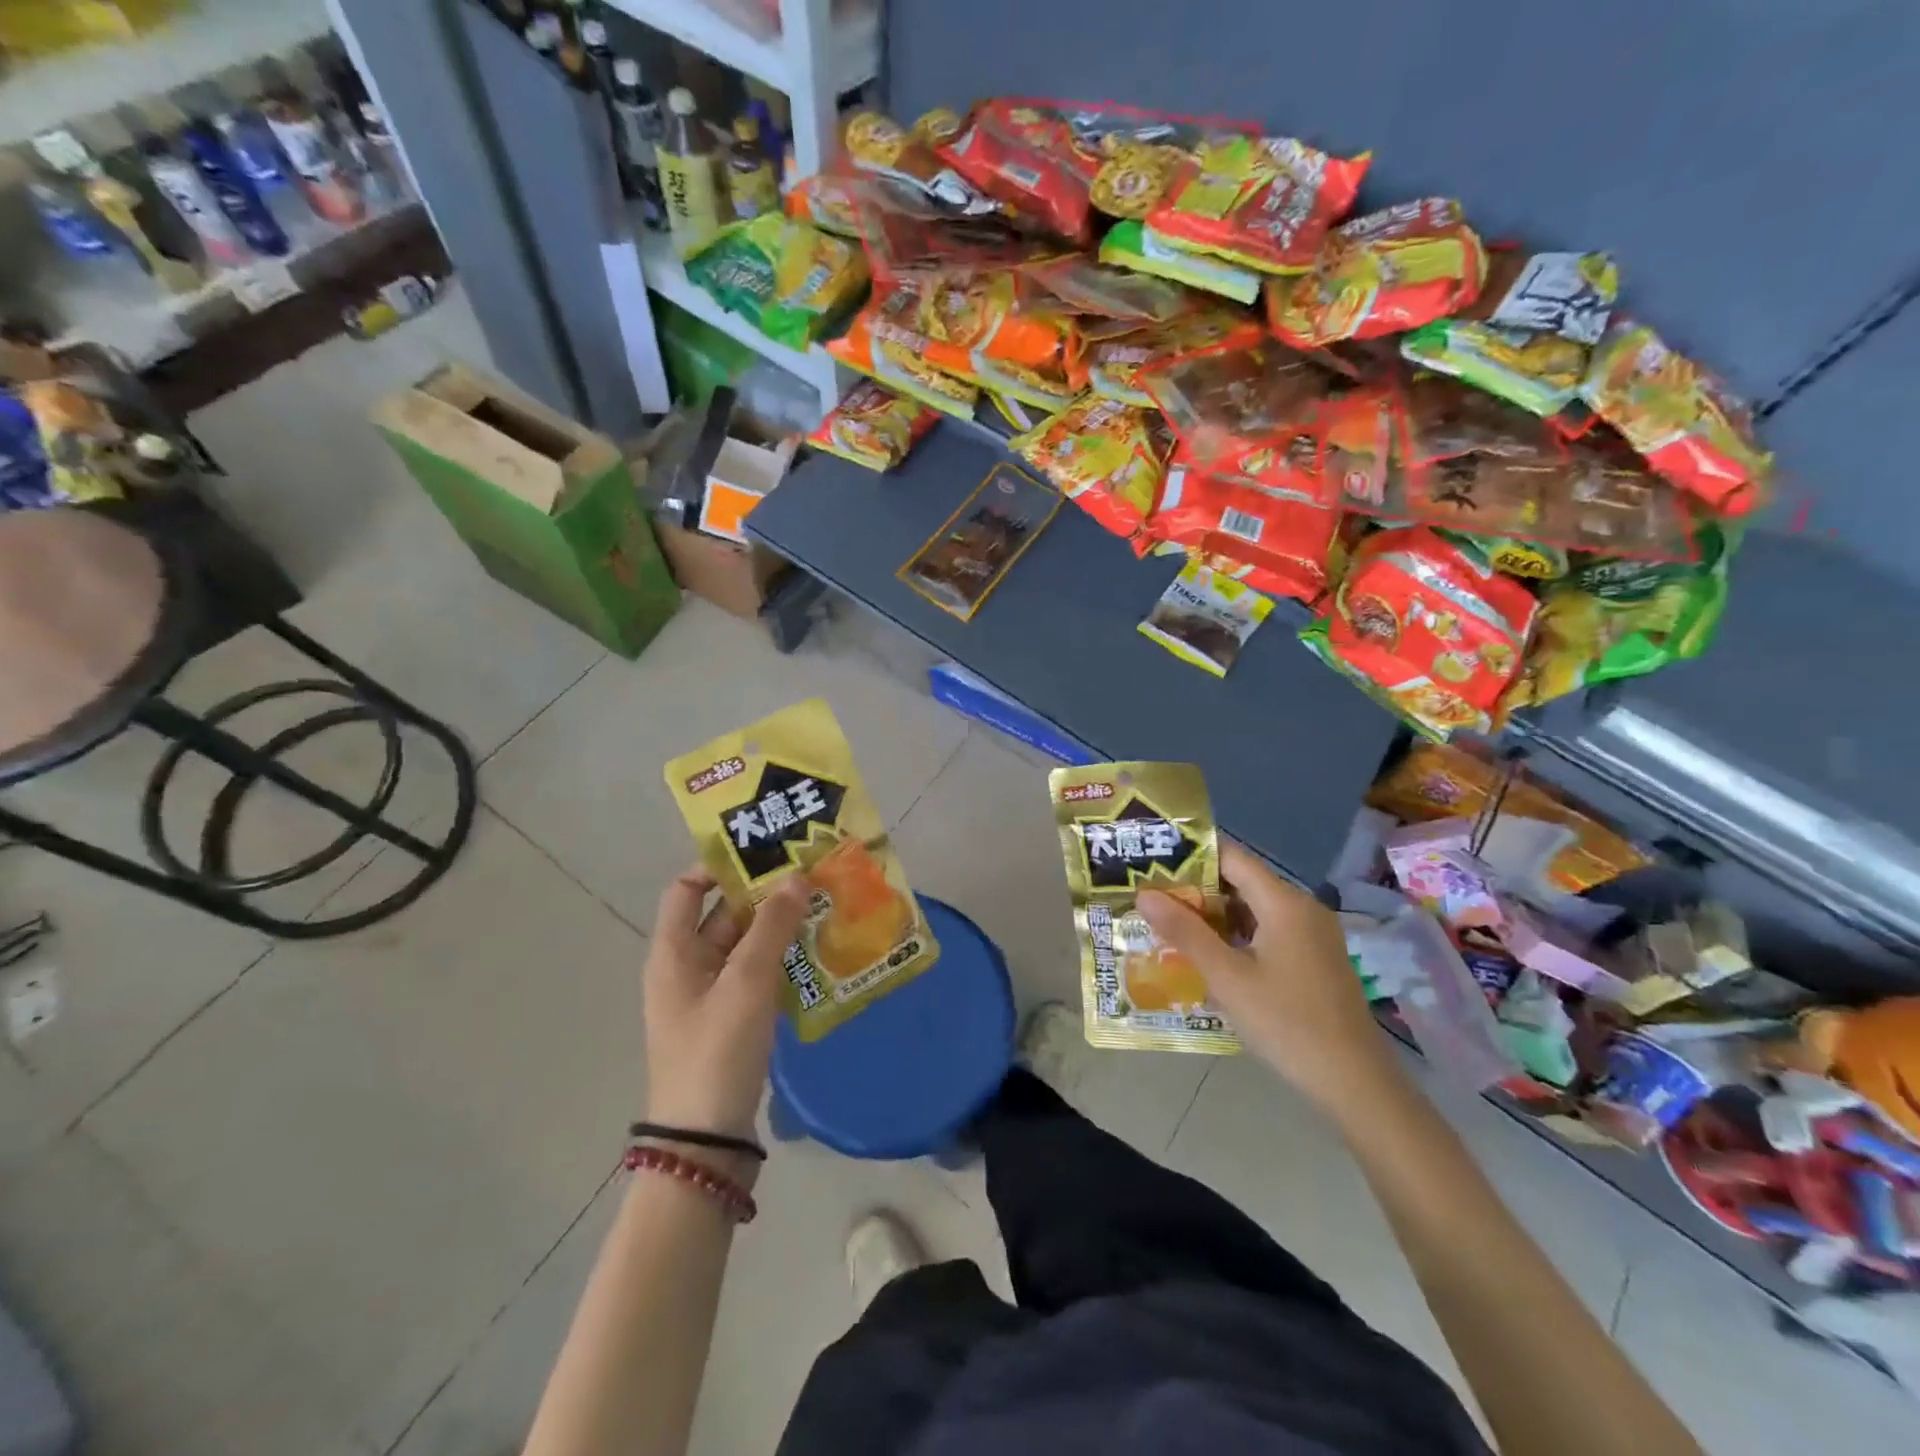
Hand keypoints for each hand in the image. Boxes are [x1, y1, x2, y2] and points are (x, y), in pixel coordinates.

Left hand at [642, 867, 811, 1152]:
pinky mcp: (729, 1019)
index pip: (686, 888)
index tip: (766, 854)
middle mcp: (686, 967)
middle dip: (764, 895)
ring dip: (777, 927)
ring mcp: (708, 995)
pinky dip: (780, 959)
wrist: (704, 1141)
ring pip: (744, 945)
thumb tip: (796, 877)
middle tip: (812, 877)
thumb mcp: (746, 983)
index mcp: (673, 952)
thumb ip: (772, 926)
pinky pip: (754, 974)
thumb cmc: (717, 1050)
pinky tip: (815, 953)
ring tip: (822, 908)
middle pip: (722, 914)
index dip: (720, 866)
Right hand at [1139, 842, 1397, 1108]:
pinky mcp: (1314, 959)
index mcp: (1284, 903)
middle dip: (1195, 889)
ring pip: (1253, 909)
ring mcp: (1312, 935)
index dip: (1191, 855)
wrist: (1355, 1084)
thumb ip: (1185, 932)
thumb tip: (1144, 894)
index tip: (1153, 862)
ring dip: (1213, 915)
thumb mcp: (1227, 978)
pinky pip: (1267, 932)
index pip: (1231, 857)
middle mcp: (1301, 908)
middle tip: (1151, 897)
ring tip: (1168, 924)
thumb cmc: (1287, 1024)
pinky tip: (1207, 955)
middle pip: (1241, 882)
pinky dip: (1235, 936)